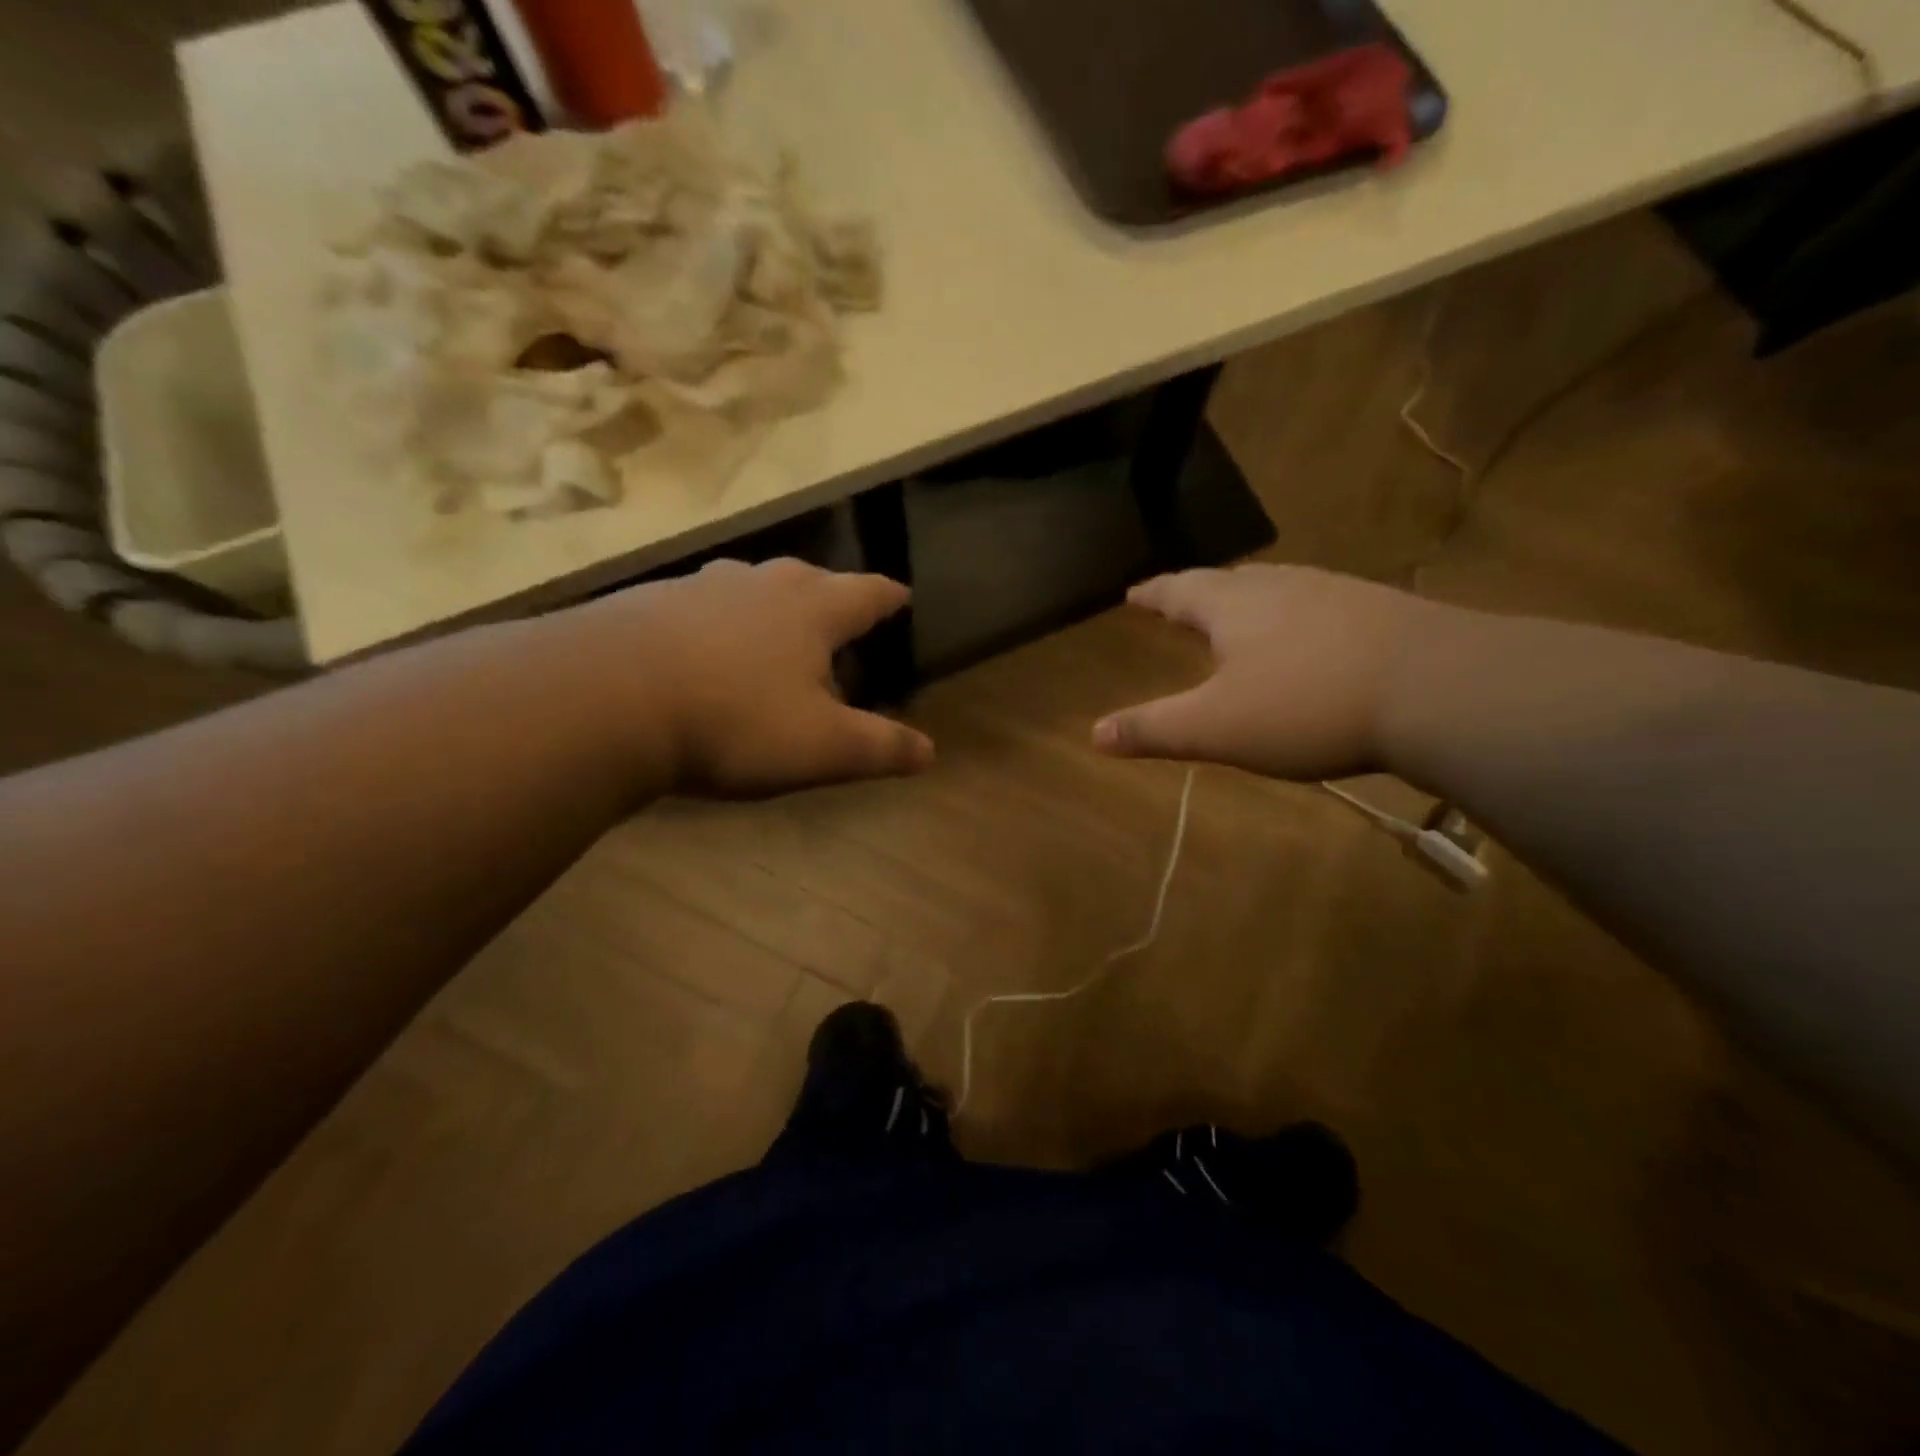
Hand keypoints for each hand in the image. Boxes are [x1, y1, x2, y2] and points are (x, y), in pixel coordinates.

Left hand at [567, 558, 933, 797]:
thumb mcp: (821, 747)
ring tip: (771, 632)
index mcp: (812, 610)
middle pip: (809, 580)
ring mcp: (698, 588)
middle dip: (829, 597)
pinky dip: (713, 624)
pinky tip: (700, 651)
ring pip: (749, 587)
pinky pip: (697, 607)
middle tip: (838, 619)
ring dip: (768, 606)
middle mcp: (759, 585)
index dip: (890, 598)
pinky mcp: (645, 603)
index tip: (903, 597)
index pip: (867, 594)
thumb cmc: (733, 720)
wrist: (602, 699)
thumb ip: (880, 748)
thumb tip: (930, 752)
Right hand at [1093, 565, 1437, 780]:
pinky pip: (1320, 604)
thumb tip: (1093, 735)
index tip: (1134, 593)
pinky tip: (1313, 636)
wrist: (1438, 689)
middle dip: (1200, 591)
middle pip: (1229, 581)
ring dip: (1251, 598)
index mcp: (1233, 607)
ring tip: (1242, 612)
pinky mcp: (1381, 611)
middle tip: (1183, 600)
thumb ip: (1153, 730)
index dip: (1154, 594)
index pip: (1179, 590)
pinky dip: (1298, 616)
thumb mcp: (1216, 728)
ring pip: (1278, 588)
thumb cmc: (1307, 706)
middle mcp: (1280, 587)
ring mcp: (1335, 593)